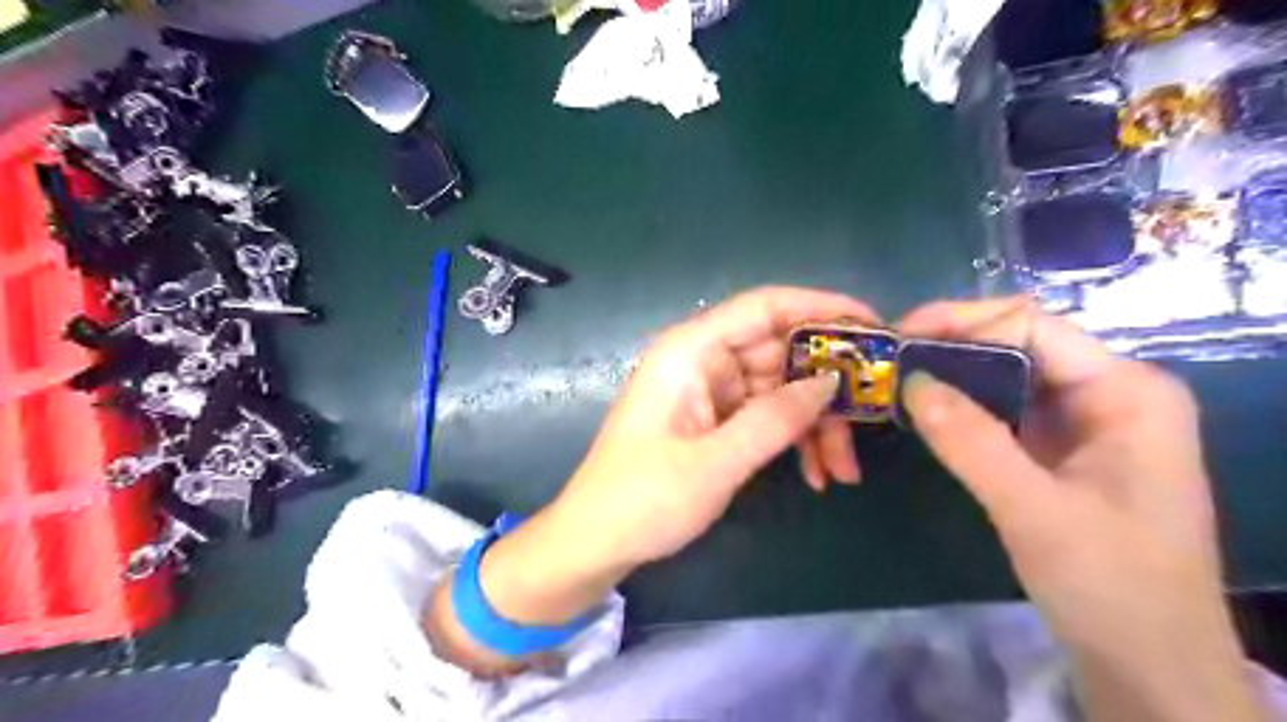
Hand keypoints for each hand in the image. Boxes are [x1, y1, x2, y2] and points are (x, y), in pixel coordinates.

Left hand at [426, 284, 881, 670]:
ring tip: (843, 470)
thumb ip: (775, 419)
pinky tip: (817, 475)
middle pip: (781, 351)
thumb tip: (830, 382)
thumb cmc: (643, 499)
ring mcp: (709, 391)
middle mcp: (702, 360)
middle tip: (874, 416)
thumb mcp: (716, 463)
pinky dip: (793, 439)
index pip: (765, 307)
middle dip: (827, 387)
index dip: (822, 308)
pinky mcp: (715, 419)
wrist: (596, 542)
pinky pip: (766, 416)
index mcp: (690, 351)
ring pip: (780, 389)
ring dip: (816, 424)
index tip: (875, 327)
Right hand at [898, 296, 1263, 720]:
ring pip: (1008, 377)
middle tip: (890, 361)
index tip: (898, 338)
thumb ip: (970, 441)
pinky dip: (964, 407)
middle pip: (1018, 344)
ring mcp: (1087, 421)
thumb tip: (909, 382)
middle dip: (951, 346)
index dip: (961, 321)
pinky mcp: (1063, 449)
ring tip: (899, 382)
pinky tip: (928, 413)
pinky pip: (1006, 410)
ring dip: (953, 376)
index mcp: (1126, 390)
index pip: (1032, 326)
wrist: (1148, 664)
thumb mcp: (1033, 510)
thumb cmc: (1110, 584)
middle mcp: (1110, 392)